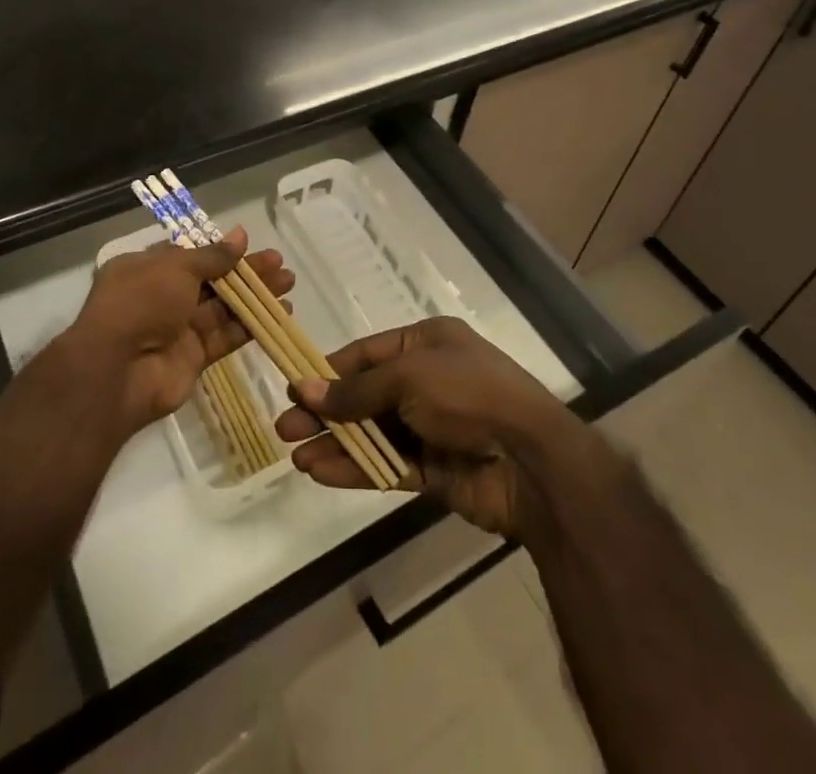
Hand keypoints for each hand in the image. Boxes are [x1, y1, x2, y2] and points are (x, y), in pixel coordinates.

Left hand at [67, 229, 293, 435]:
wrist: (117, 370)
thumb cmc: (141, 302)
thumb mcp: (176, 267)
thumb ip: (213, 255)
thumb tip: (240, 235)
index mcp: (146, 268)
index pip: (188, 255)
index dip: (219, 251)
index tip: (248, 246)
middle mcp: (161, 296)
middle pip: (211, 280)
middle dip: (245, 272)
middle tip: (279, 264)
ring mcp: (178, 329)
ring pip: (223, 307)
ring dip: (255, 296)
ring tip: (289, 284)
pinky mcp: (193, 357)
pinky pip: (226, 336)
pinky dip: (251, 325)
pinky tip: (279, 314)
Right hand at [274, 316, 585, 537]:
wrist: (531, 462)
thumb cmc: (469, 395)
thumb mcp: (409, 378)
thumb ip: (356, 390)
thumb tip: (304, 389)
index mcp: (426, 343)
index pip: (366, 354)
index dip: (328, 370)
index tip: (292, 386)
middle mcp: (426, 380)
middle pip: (364, 395)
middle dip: (325, 411)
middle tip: (284, 428)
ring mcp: (430, 427)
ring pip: (371, 433)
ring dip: (335, 443)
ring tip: (295, 455)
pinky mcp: (433, 469)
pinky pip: (385, 464)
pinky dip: (355, 468)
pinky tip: (321, 473)